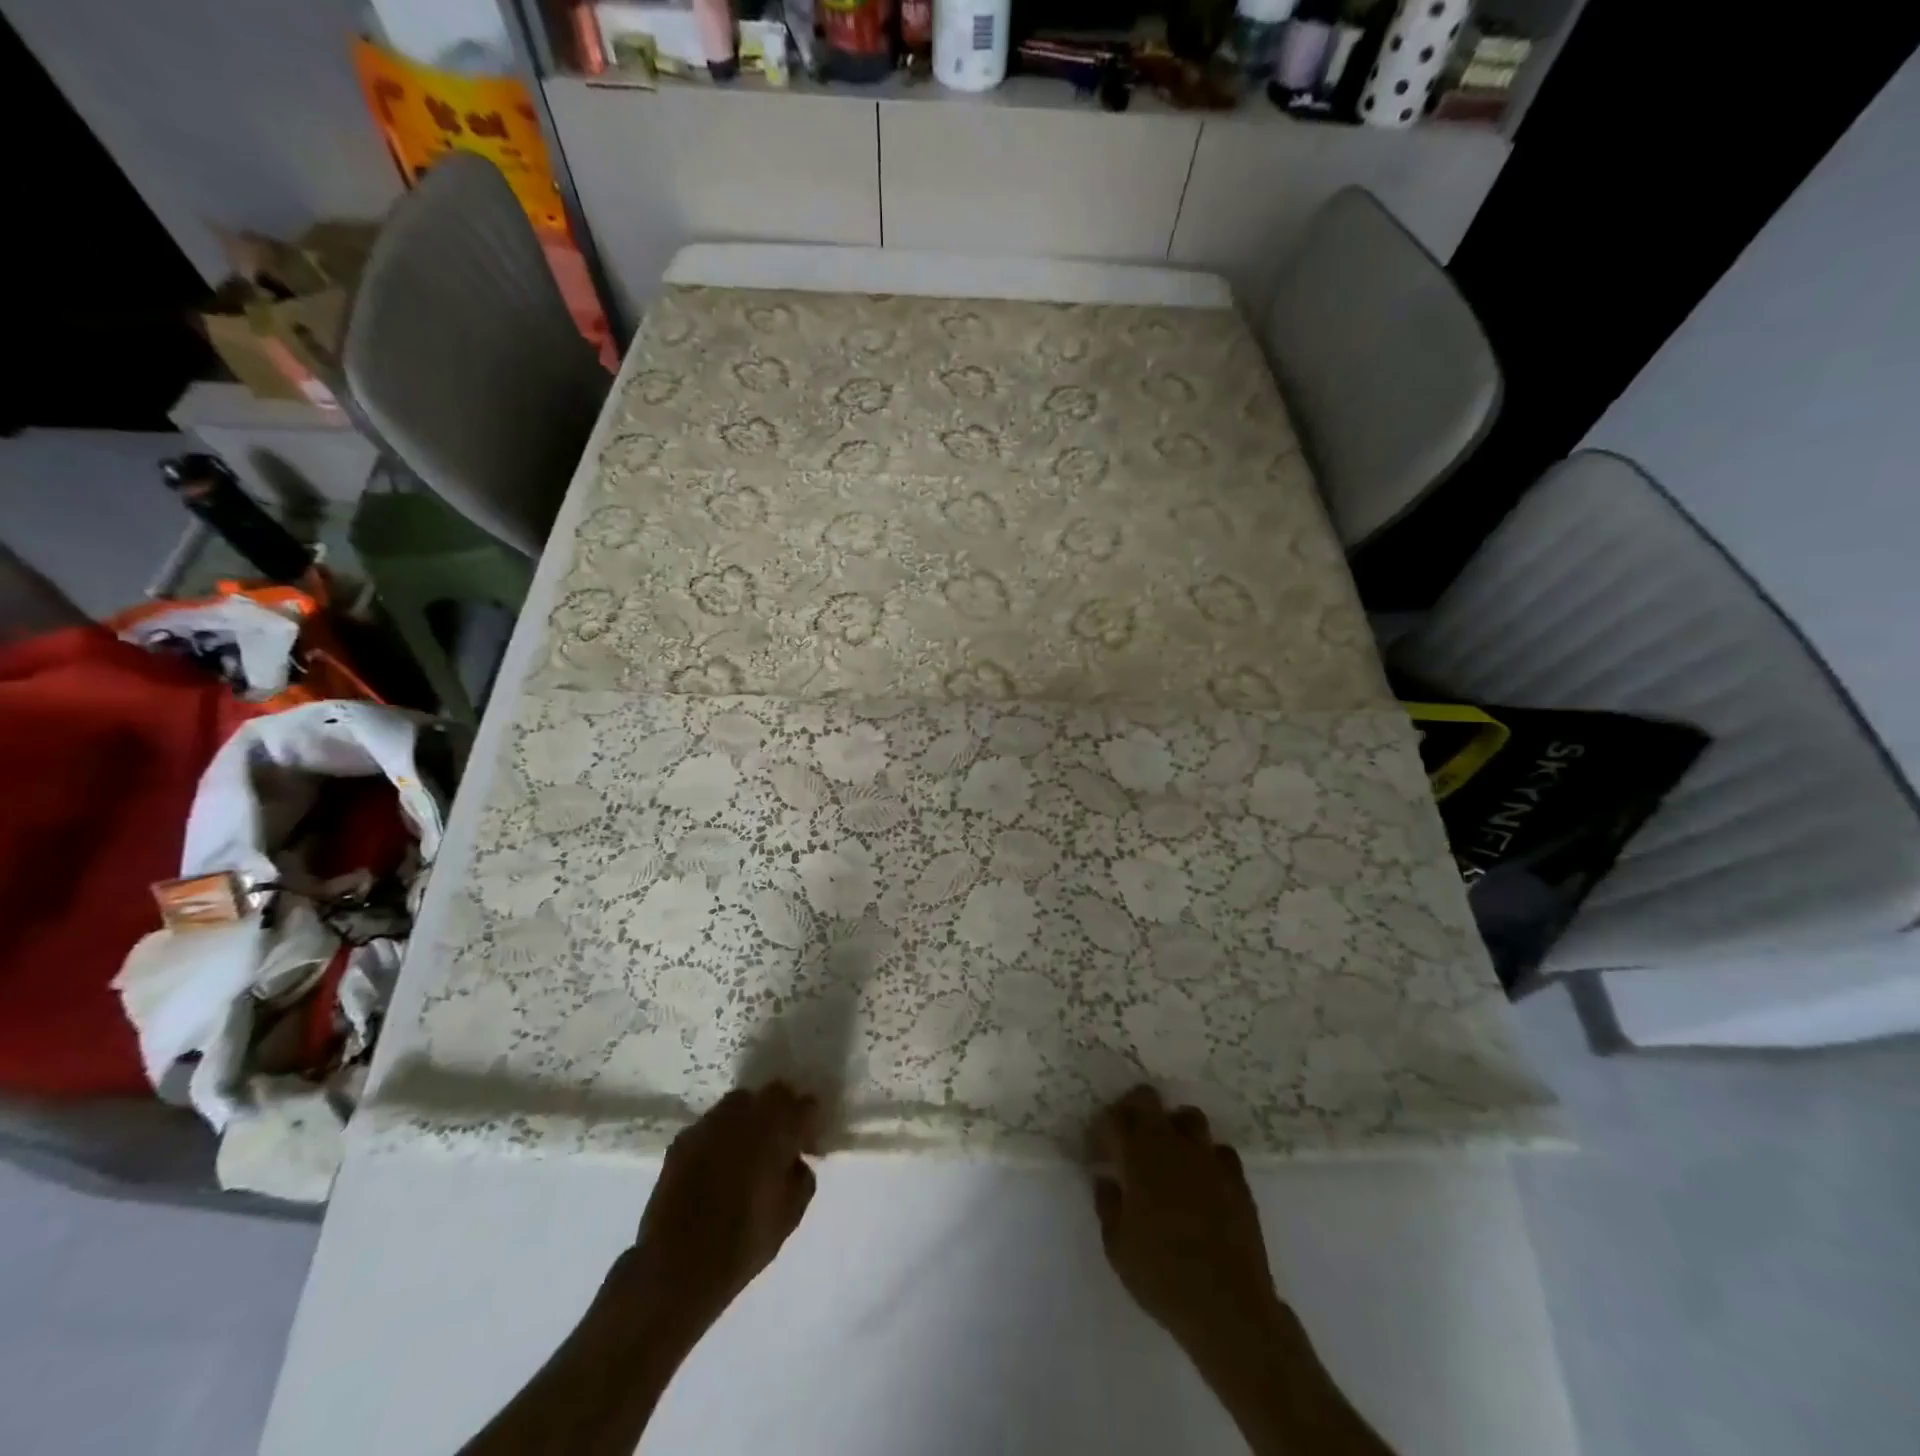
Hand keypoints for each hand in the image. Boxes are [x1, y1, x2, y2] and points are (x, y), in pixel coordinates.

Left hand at [619, 1082, 822, 1346]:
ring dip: (750, 1120)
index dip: (810, 1124)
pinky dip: (720, 1137)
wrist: (674, 1268)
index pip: (806, 1105)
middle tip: (780, 1143)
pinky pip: (711, 1126)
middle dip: (782, 1111)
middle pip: (774, 1094)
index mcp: (777, 1130)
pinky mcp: (682, 1139)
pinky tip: (716, 1166)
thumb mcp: (789, 1218)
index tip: (807, 1146)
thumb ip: (802, 1178)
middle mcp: (745, 1115)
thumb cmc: (742, 1243)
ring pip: (740, 1104)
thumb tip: (795, 1161)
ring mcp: (710, 1123)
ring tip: (746, 1152)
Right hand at [1089, 1086, 1282, 1365]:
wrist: (1228, 1307)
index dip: (1101, 1129)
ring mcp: (1207, 1158)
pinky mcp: (1236, 1178)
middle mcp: (1171, 1145)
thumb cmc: (1162, 1276)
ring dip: (1173, 1128)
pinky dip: (1207, 1158)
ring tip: (1168, 1155)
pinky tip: (1203, 1181)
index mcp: (1137, 1157)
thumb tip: (1107, 1179)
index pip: (1112, 1118)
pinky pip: (1219, 1151)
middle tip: (1127, 1137)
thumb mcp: (1117, 1247)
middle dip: (1132, 1109)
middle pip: (1147, 1099)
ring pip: (1188, 1117)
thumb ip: (1108, 1204)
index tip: (1098, 1151)